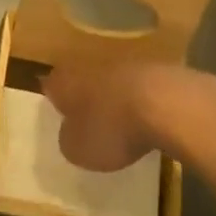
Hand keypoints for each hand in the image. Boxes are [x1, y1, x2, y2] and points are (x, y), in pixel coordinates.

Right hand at [43, 63, 215, 171]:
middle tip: (87, 122)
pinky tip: (146, 121)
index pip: (51, 87)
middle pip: (81, 80)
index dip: (54, 102)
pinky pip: (136, 88)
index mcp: (65, 81)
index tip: (59, 118)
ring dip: (112, 99)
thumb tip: (70, 134)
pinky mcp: (152, 71)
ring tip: (119, 125)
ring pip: (110, 82)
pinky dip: (138, 102)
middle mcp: (89, 66)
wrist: (164, 103)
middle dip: (84, 98)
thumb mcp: (78, 150)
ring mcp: (122, 65)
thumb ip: (68, 141)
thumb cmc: (110, 128)